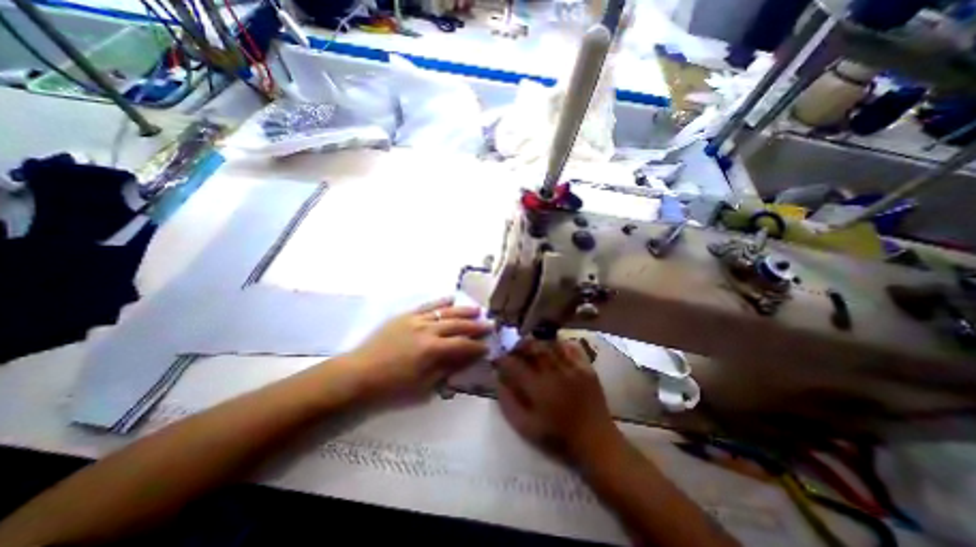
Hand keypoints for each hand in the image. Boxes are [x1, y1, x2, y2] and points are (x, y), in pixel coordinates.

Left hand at [348, 297, 492, 400]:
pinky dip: (440, 302)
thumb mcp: (422, 385)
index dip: (477, 347)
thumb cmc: (391, 386)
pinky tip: (451, 299)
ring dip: (463, 311)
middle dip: (475, 326)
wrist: (358, 373)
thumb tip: (465, 359)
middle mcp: (427, 330)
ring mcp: (416, 320)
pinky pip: (427, 305)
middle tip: (490, 325)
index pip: (462, 345)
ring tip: (477, 310)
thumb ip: (446, 369)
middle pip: (457, 325)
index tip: (487, 347)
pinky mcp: (405, 315)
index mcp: (432, 350)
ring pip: (445, 312)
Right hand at [496, 342, 625, 464]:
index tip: (498, 359)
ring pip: (550, 343)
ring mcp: (572, 367)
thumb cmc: (558, 437)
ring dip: (538, 343)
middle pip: (532, 347)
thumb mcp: (526, 427)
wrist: (595, 441)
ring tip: (532, 348)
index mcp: (538, 388)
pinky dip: (560, 344)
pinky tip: (554, 349)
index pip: (514, 364)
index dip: (503, 359)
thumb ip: (508, 402)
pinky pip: (571, 346)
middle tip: (514, 350)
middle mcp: (554, 372)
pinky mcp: (587, 367)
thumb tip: (498, 379)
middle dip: (519, 345)